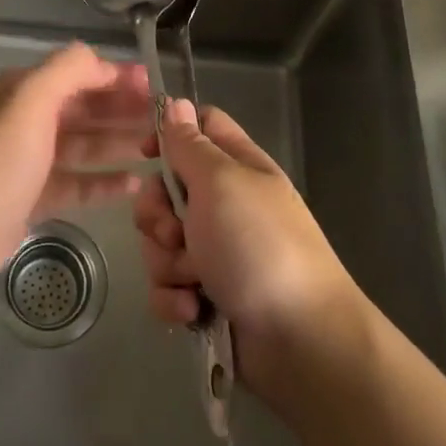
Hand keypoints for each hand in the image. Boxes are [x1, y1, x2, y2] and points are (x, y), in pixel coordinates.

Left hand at [0, 44, 149, 288]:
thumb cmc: (0, 158)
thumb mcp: (32, 98)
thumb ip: (69, 70)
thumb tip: (102, 62)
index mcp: (23, 90)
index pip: (78, 74)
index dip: (116, 77)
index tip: (154, 86)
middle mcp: (26, 119)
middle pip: (84, 109)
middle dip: (122, 111)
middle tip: (163, 120)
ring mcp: (30, 160)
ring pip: (84, 146)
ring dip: (118, 144)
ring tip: (157, 149)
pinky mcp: (34, 197)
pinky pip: (77, 184)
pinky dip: (104, 182)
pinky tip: (134, 184)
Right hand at [133, 98, 358, 395]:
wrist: (300, 342)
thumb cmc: (259, 246)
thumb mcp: (220, 182)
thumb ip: (190, 145)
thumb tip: (177, 104)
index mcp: (236, 167)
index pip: (200, 127)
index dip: (169, 134)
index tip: (144, 154)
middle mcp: (225, 205)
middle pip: (166, 190)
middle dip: (156, 214)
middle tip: (174, 232)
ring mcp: (217, 252)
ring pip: (160, 242)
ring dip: (167, 262)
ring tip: (193, 281)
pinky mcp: (206, 297)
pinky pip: (167, 287)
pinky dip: (174, 300)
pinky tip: (193, 311)